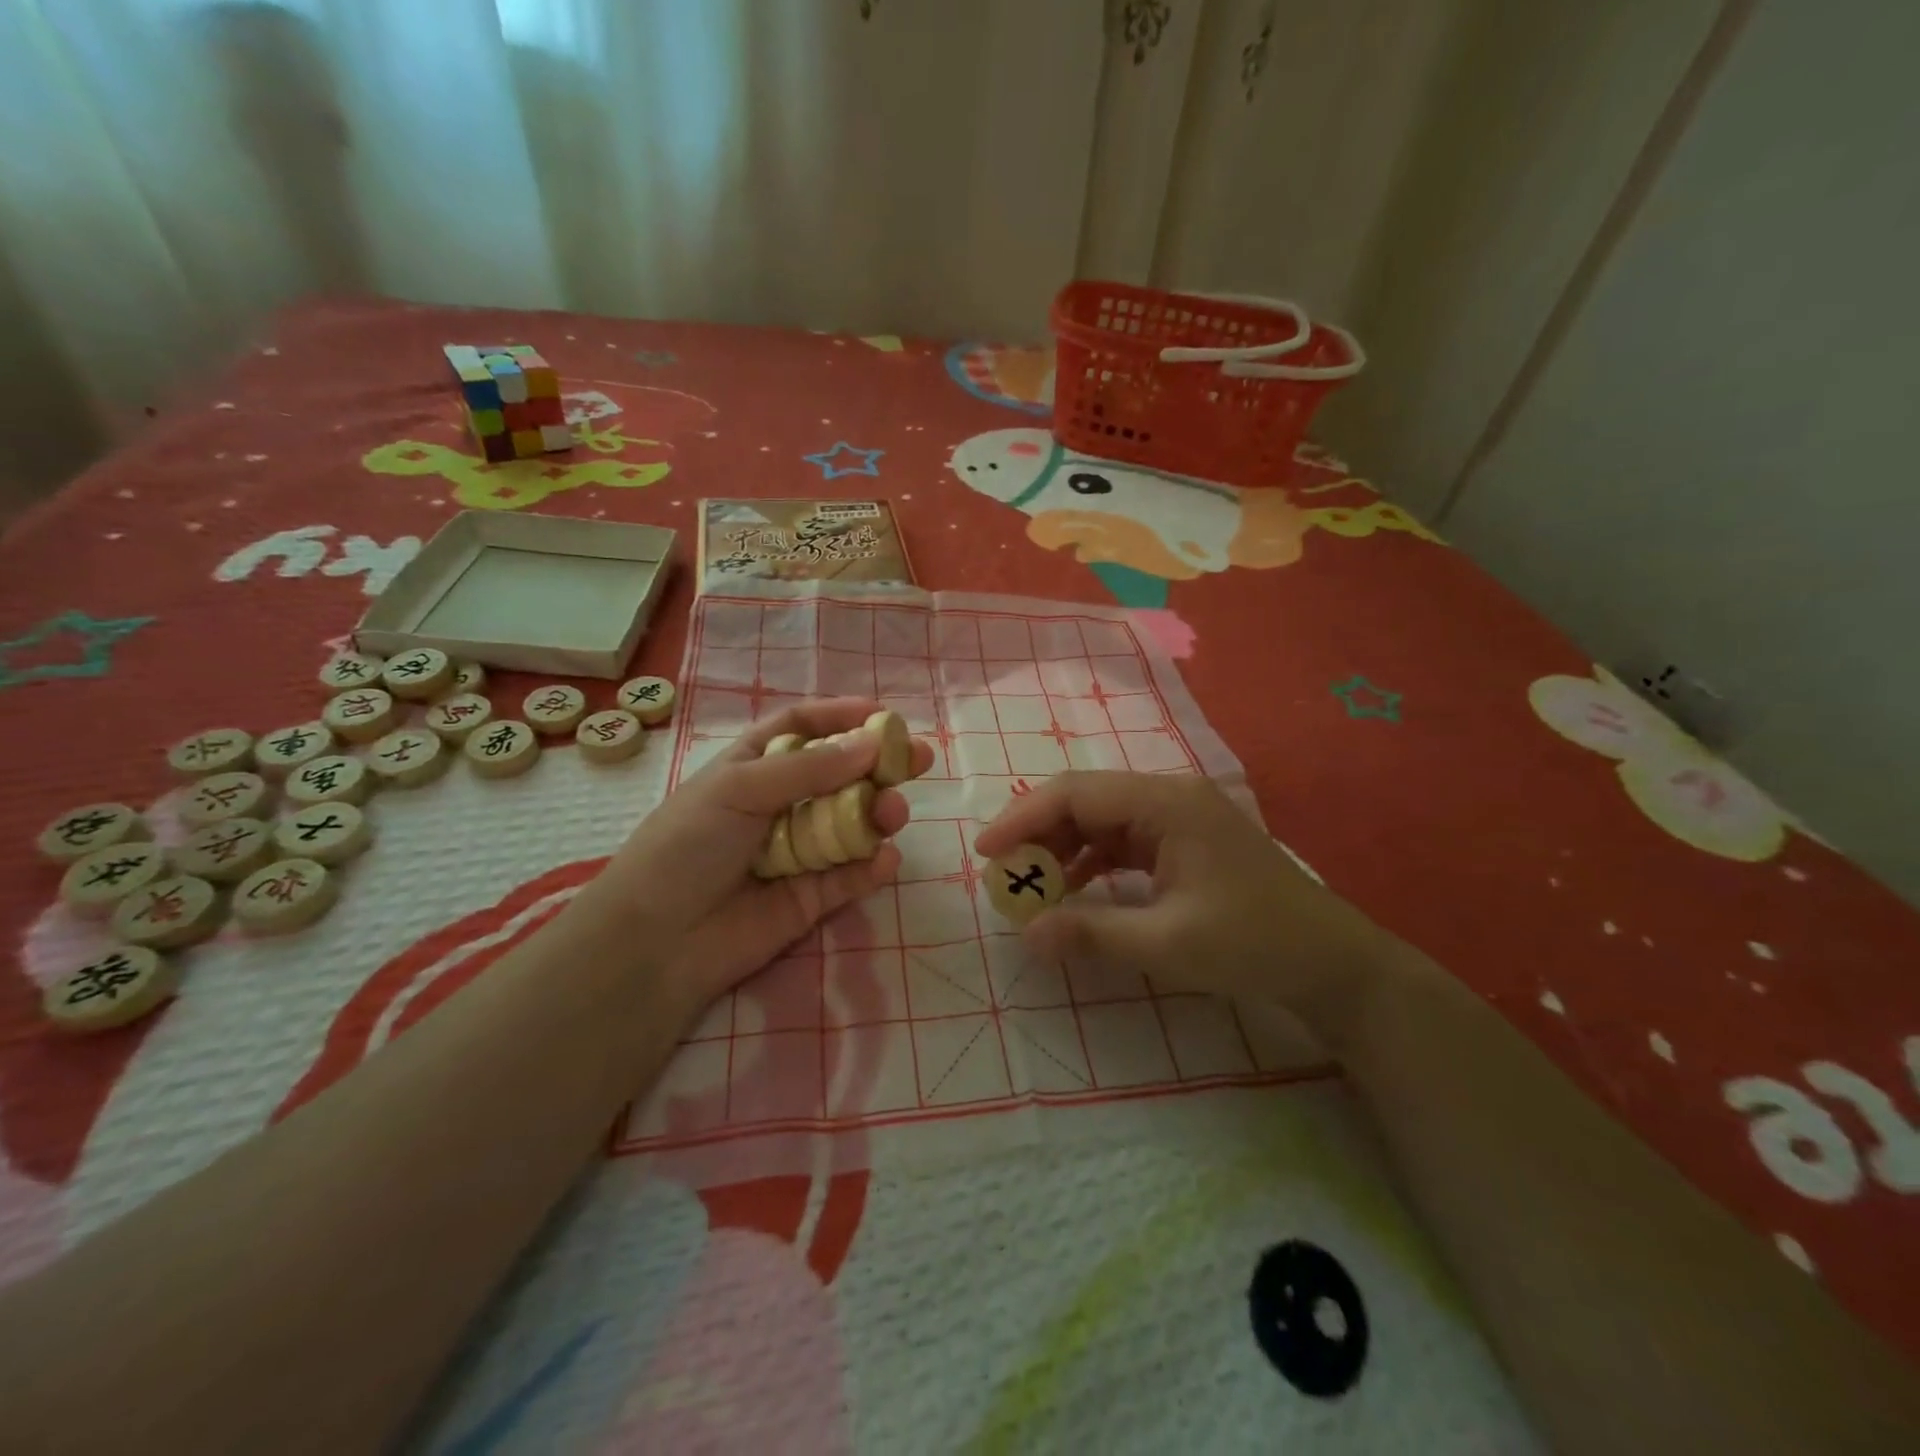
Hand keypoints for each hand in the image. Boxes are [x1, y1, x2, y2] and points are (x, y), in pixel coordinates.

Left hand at [573, 698, 930, 1020]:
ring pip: (852, 823)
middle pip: (840, 775)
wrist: (657, 941)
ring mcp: (799, 850)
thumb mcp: (740, 788)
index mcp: (753, 767)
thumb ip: (809, 768)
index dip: (841, 716)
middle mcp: (780, 803)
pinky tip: (885, 860)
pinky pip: (850, 875)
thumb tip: (872, 743)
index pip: (802, 728)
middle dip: (879, 765)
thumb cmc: (688, 845)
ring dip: (878, 814)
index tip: (883, 714)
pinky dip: (871, 867)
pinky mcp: (811, 897)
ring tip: (892, 813)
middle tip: (920, 759)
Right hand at [974, 771, 1389, 1021]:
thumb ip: (1091, 933)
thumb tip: (1025, 934)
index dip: (1024, 818)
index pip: (1077, 793)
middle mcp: (1169, 797)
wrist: (1330, 963)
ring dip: (1062, 847)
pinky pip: (1121, 839)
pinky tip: (1072, 888)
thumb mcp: (1167, 945)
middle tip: (1002, 872)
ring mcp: (1177, 817)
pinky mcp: (1182, 841)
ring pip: (1100, 818)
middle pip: (1085, 799)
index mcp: (1167, 803)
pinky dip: (1090, 861)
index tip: (986, 851)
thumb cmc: (1253, 945)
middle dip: (1038, 833)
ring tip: (1030, 884)